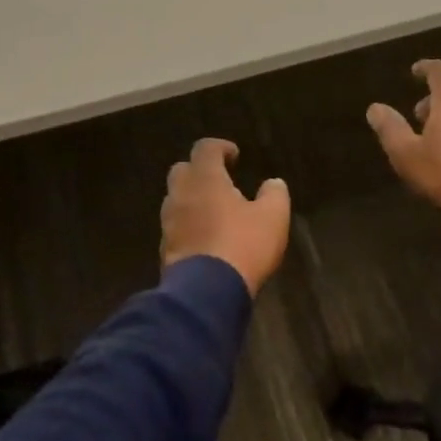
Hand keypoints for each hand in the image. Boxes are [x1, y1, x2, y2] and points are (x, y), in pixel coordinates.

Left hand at [160, 138, 290, 295]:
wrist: (207, 292)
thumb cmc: (242, 245)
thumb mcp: (273, 218)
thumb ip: (275, 194)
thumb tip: (274, 183)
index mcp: (205, 178)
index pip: (205, 148)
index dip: (220, 147)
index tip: (235, 156)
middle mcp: (181, 194)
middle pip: (182, 170)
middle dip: (200, 171)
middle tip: (220, 181)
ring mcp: (169, 222)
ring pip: (176, 199)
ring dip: (192, 199)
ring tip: (214, 211)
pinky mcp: (165, 248)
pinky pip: (175, 226)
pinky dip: (188, 224)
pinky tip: (206, 237)